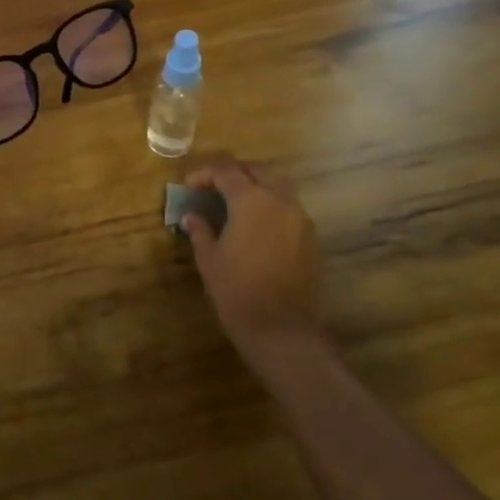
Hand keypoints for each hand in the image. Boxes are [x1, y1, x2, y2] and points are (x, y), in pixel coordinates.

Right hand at [182, 159, 325, 358]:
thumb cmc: (236, 290)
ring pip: (277, 186)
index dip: (204, 174)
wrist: (280, 329)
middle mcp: (280, 200)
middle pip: (256, 170)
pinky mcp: (310, 237)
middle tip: (212, 186)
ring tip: (234, 202)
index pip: (225, 172)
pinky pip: (288, 207)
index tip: (189, 185)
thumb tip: (192, 216)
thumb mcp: (209, 258)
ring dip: (254, 186)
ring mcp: (300, 218)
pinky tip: (255, 224)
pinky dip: (270, 205)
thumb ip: (200, 230)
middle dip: (233, 172)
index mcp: (251, 200)